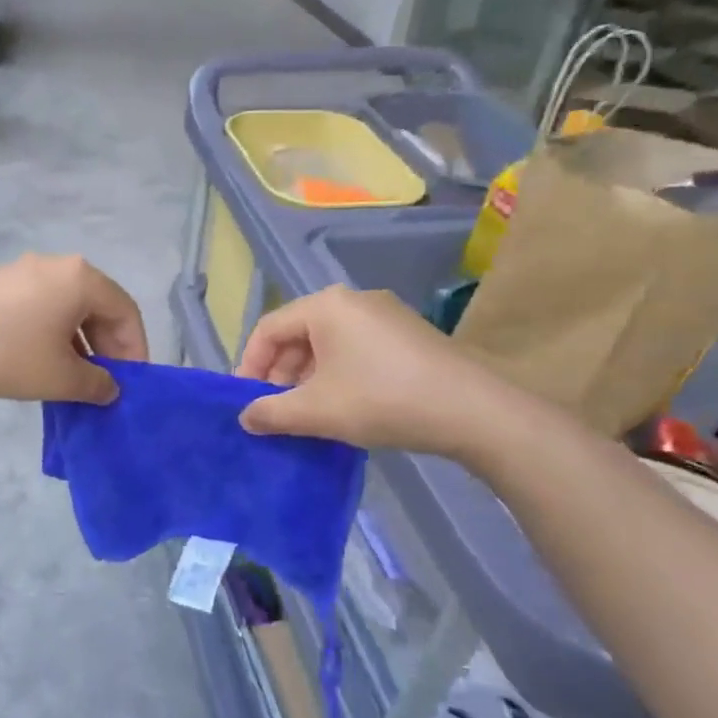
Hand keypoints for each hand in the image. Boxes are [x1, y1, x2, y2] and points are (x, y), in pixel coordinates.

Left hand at [0, 254, 148, 403]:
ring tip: (76, 377)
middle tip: (106, 382)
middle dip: (108, 345)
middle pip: (98, 305)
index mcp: (81, 278)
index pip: (126, 311)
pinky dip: (53, 332)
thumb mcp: (62, 378)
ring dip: (81, 341)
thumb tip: (110, 388)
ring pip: (68, 306)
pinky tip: (44, 360)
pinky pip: (41, 305)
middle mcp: (56, 264)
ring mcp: (23, 270)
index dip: (135, 349)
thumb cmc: (9, 357)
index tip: (133, 383)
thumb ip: (97, 384)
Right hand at [235, 286, 520, 458]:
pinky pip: (355, 348)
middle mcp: (353, 300)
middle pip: (298, 333)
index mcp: (326, 306)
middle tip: (275, 410)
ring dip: (307, 377)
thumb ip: (270, 413)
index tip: (246, 402)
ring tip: (307, 413)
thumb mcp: (315, 411)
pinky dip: (337, 373)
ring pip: (327, 343)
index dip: (250, 366)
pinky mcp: (407, 334)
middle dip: (280, 373)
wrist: (471, 411)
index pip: (269, 329)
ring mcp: (385, 314)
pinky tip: (343, 405)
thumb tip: (246, 417)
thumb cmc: (381, 400)